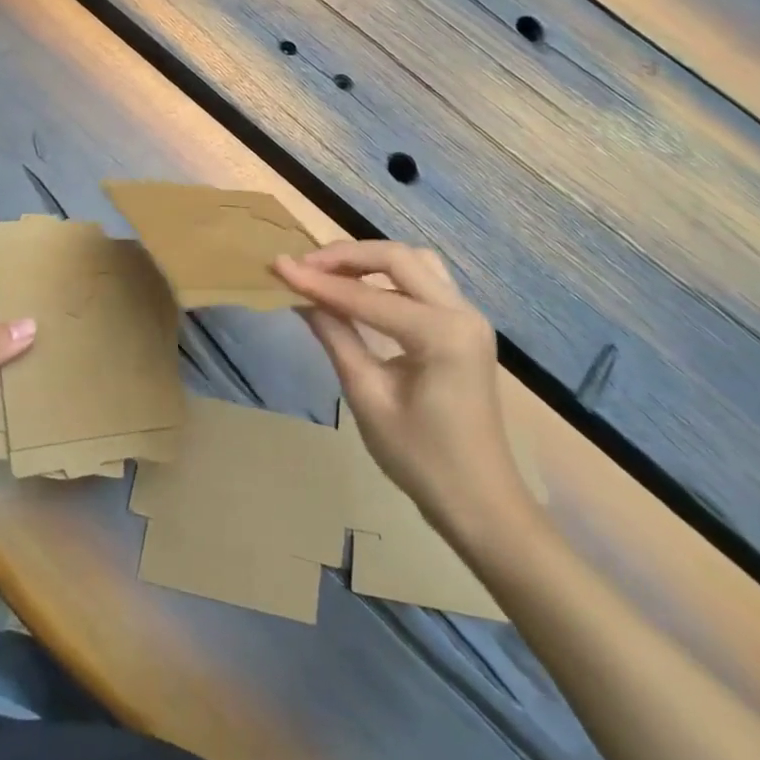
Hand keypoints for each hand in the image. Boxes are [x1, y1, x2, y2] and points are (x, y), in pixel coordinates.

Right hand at [275, 242, 533, 543]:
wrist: (480, 504)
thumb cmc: (421, 459)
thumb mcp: (368, 397)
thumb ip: (336, 337)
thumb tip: (301, 298)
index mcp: (442, 333)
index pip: (367, 296)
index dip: (319, 281)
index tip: (278, 265)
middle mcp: (461, 312)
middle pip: (398, 258)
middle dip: (346, 256)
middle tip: (303, 264)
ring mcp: (468, 316)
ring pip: (414, 262)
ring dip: (370, 259)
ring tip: (329, 271)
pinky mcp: (463, 326)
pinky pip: (423, 282)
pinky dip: (388, 276)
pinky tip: (360, 289)